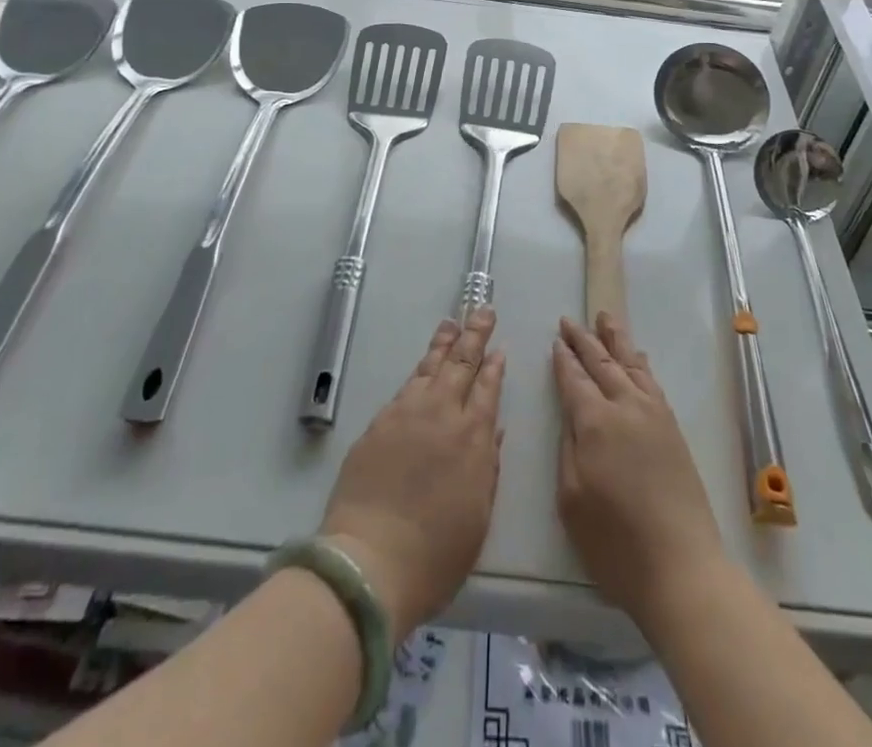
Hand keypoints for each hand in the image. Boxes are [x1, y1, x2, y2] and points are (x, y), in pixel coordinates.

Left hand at [319, 309, 505, 638]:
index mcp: (473, 437)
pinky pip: (406, 386)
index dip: (494, 366)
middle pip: (461, 363)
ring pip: (430, 366)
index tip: (499, 348)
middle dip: (474, 335)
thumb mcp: (478, 517)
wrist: (371, 561)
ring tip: (452, 323)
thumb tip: (495, 431)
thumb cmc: (435, 554)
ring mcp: (407, 414)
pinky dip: (419, 370)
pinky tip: (422, 367)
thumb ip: (488, 468)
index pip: (488, 388)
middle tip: (482, 311)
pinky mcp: (379, 423)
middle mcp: (442, 414)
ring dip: (444, 343)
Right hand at [553, 314, 723, 621]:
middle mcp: (625, 406)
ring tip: (604, 317)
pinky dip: (639, 362)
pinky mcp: (672, 428)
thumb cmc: (615, 543)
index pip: (574, 379)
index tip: (555, 341)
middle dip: (583, 340)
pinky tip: (636, 356)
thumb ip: (568, 449)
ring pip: (630, 363)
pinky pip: (651, 381)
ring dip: (614, 338)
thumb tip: (571, 418)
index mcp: (595, 422)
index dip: (563, 360)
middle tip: (569, 321)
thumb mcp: (571, 500)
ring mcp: (653, 414)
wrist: (682, 567)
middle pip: (601, 362)